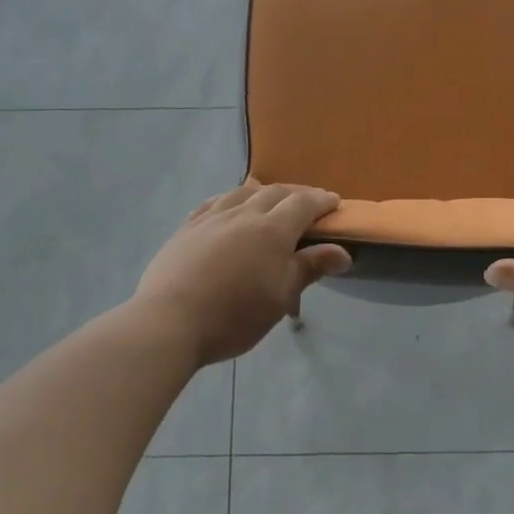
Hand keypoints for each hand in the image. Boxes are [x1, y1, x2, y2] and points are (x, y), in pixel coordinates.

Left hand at [133, 184, 352, 365]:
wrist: (169, 322)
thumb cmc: (234, 316)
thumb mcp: (280, 297)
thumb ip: (310, 268)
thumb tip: (343, 253)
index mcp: (272, 230)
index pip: (303, 204)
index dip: (321, 201)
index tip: (334, 203)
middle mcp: (243, 214)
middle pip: (275, 193)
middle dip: (296, 194)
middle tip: (309, 203)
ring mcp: (211, 218)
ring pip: (242, 192)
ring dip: (263, 191)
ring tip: (271, 198)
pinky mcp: (186, 228)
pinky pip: (214, 202)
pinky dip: (231, 198)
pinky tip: (229, 205)